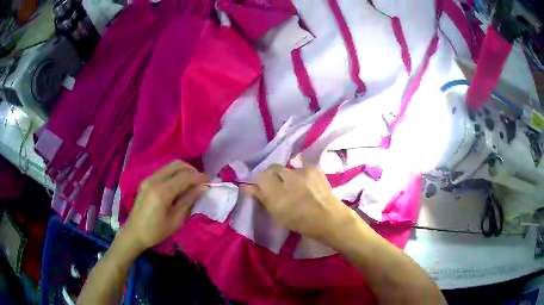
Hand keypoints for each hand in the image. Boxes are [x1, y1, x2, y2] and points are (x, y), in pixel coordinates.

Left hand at [122, 161, 208, 253]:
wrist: (134, 233)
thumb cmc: (156, 231)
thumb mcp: (176, 220)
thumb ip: (189, 200)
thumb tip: (202, 188)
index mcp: (161, 192)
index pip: (185, 177)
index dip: (200, 177)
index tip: (211, 181)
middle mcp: (154, 180)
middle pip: (177, 165)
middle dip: (193, 170)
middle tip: (202, 181)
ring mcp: (148, 178)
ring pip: (171, 165)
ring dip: (184, 170)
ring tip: (193, 182)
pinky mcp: (146, 180)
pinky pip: (164, 170)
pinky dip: (175, 173)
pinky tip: (180, 184)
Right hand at [244, 164, 353, 240]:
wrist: (329, 218)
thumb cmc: (300, 222)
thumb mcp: (277, 214)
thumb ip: (261, 197)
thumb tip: (246, 186)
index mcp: (276, 192)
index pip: (260, 175)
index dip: (261, 182)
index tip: (264, 190)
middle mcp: (288, 177)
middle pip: (273, 168)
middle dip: (273, 176)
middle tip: (279, 188)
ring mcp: (302, 170)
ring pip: (287, 168)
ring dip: (287, 176)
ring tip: (295, 187)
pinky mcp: (314, 168)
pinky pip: (300, 168)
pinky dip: (300, 175)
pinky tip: (306, 184)